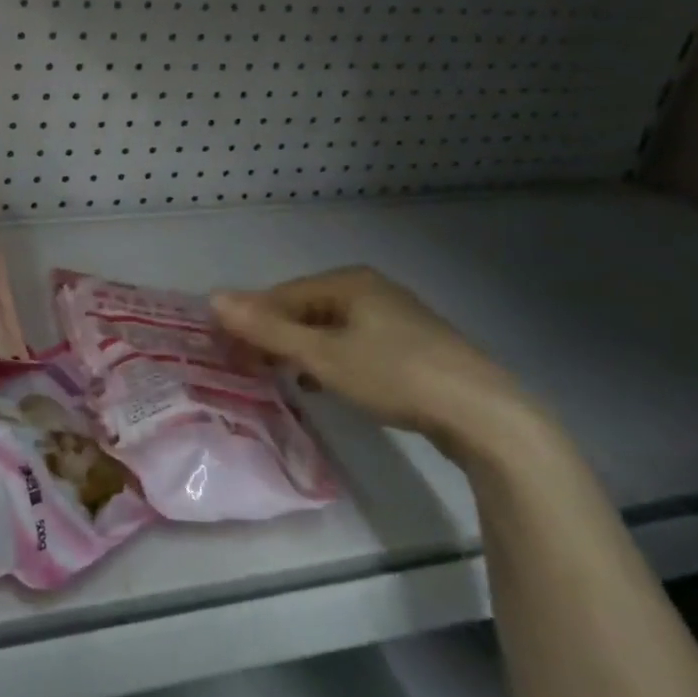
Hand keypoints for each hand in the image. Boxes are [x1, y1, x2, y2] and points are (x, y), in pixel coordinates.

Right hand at [212, 267, 542, 458]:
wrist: (483, 414)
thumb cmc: (394, 375)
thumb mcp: (322, 355)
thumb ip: (267, 328)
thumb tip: (213, 298)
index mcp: (348, 281)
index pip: (281, 294)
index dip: (250, 320)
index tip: (228, 351)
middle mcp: (370, 289)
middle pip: (305, 309)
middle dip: (274, 336)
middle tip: (249, 367)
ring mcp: (394, 317)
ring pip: (328, 329)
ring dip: (299, 350)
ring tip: (280, 377)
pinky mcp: (411, 346)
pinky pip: (352, 344)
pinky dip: (329, 360)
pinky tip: (323, 384)